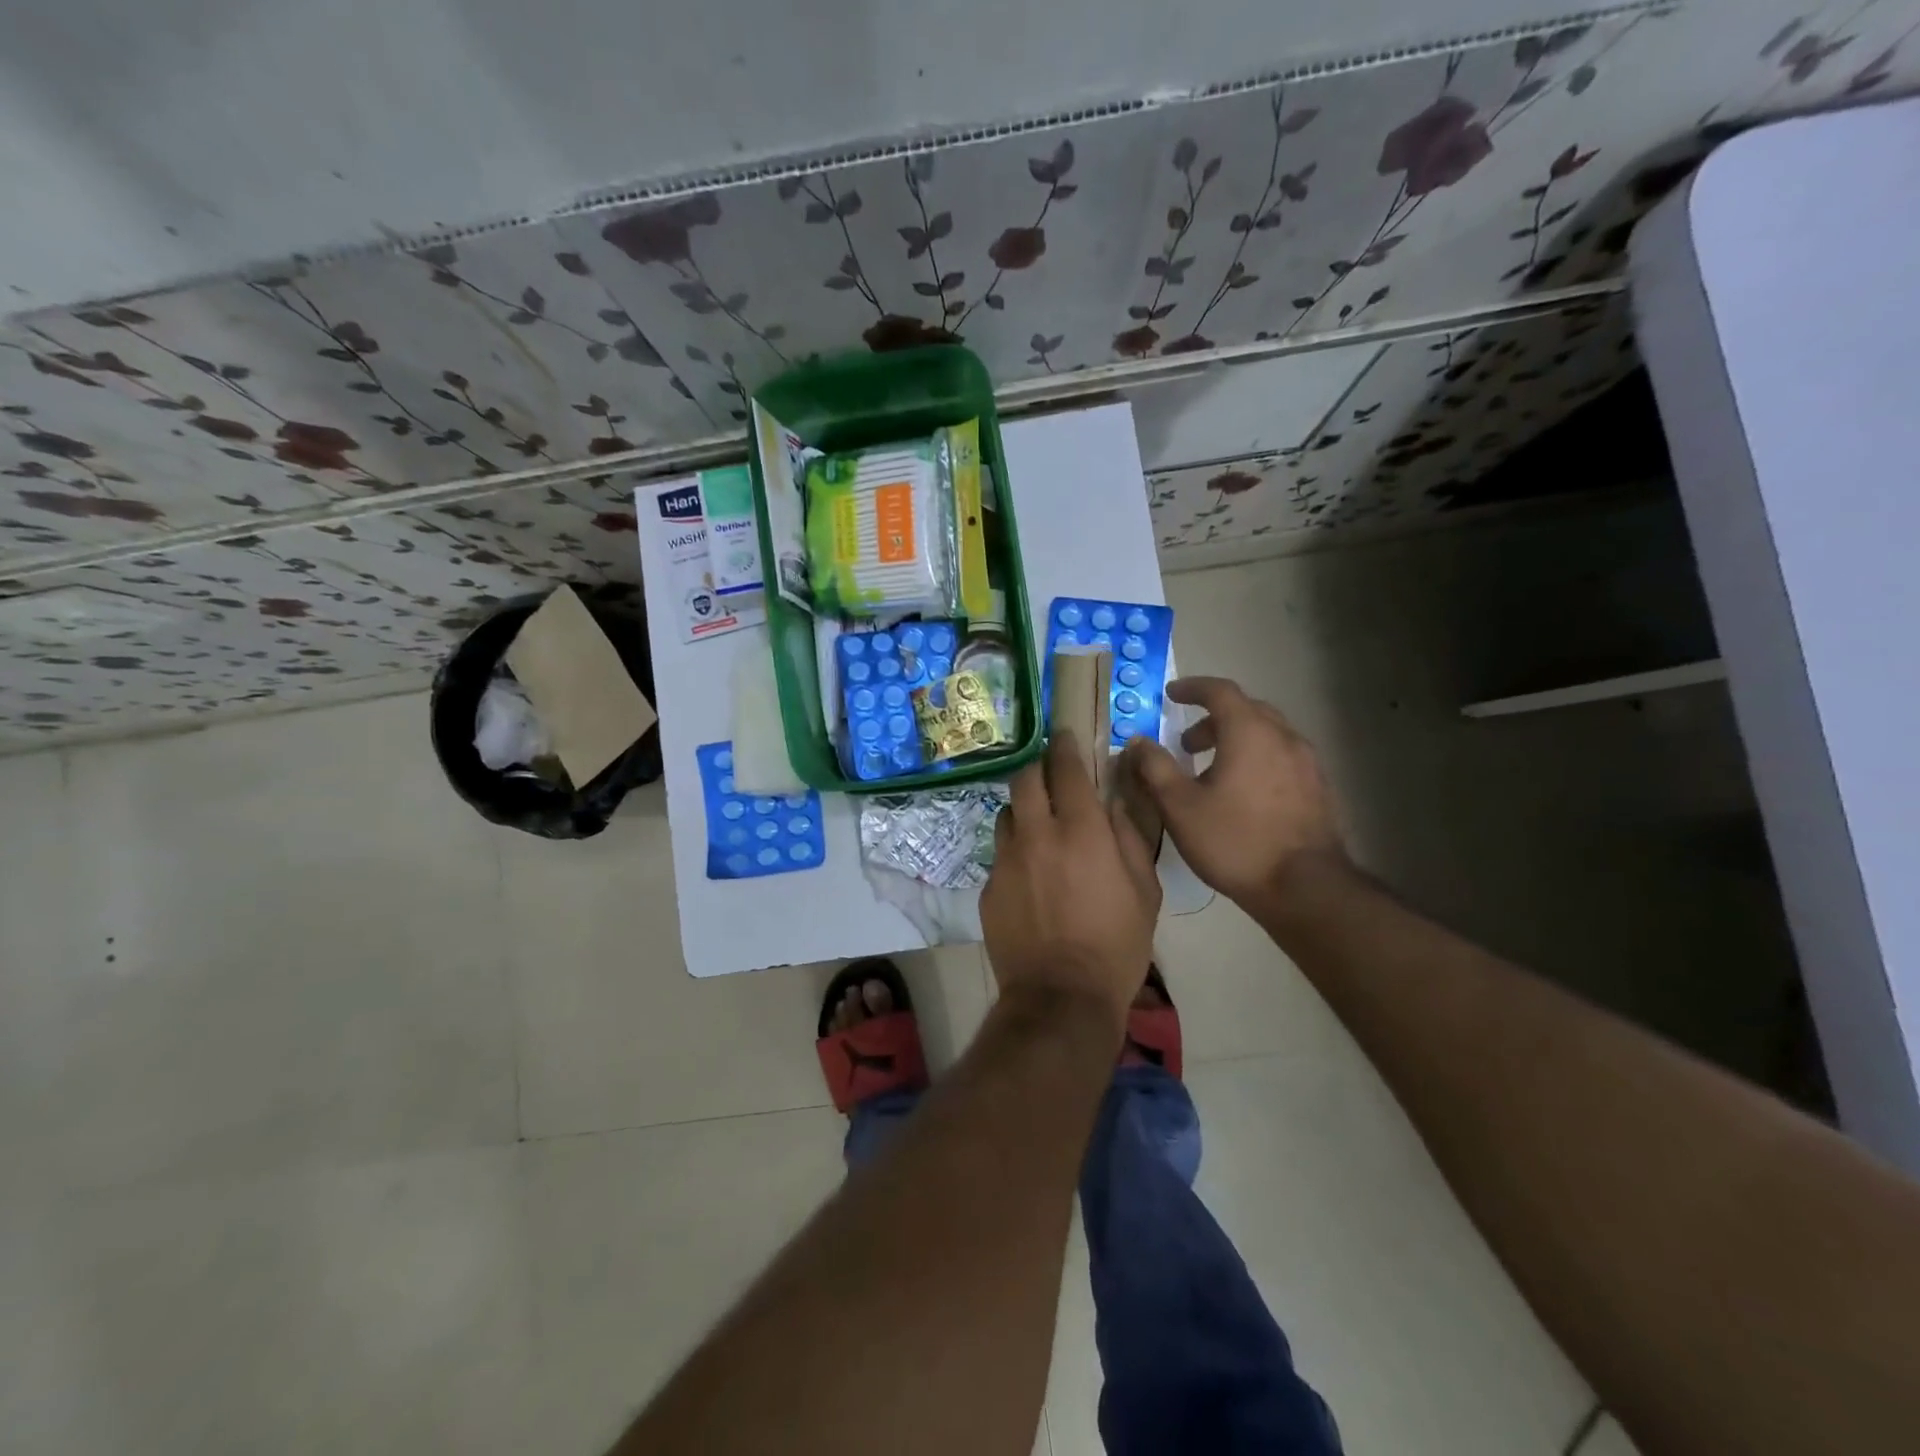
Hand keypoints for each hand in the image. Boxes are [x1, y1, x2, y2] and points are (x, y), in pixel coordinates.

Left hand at [981, 731, 1162, 1032]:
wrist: (1061, 997)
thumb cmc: (1116, 945)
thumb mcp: (1144, 891)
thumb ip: (1129, 837)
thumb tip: (1115, 802)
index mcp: (1080, 831)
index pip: (1066, 769)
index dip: (1064, 746)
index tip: (1064, 737)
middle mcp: (1036, 835)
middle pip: (1024, 779)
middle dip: (1038, 769)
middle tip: (1051, 778)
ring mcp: (1006, 860)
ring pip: (1007, 813)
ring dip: (1023, 810)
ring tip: (1039, 828)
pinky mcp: (988, 887)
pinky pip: (1000, 854)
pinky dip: (1015, 852)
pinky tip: (1029, 876)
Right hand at [1123, 676, 1347, 906]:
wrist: (1304, 887)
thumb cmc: (1234, 841)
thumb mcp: (1179, 806)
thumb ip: (1155, 767)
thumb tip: (1138, 741)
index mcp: (1249, 732)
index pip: (1220, 691)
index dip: (1192, 688)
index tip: (1171, 694)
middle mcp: (1283, 737)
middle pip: (1247, 710)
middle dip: (1213, 718)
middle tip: (1186, 742)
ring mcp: (1307, 763)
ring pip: (1267, 734)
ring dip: (1236, 739)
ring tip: (1212, 770)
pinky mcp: (1319, 788)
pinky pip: (1282, 757)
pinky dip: (1257, 758)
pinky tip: (1243, 793)